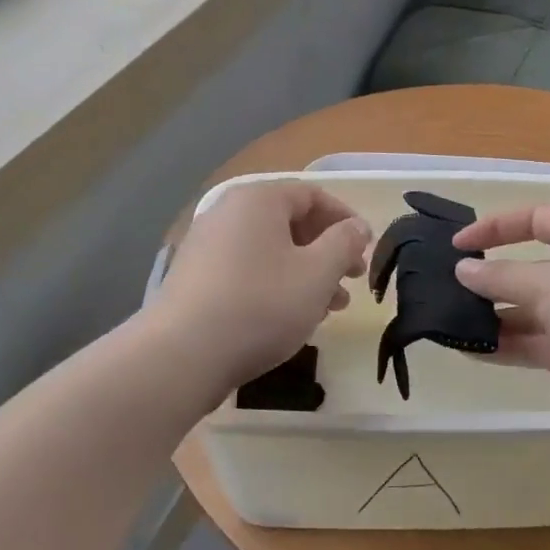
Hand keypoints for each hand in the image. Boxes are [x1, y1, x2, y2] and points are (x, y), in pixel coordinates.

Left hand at [152, 181, 371, 392]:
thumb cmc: (261, 304)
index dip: (345, 219)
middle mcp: (228, 213)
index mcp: (258, 200)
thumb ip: (344, 243)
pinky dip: (275, 285)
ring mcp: (206, 246)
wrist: (183, 354)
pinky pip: (247, 271)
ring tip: (330, 308)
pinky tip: (291, 317)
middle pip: (290, 223)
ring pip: (270, 251)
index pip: (312, 195)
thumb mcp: (318, 273)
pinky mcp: (195, 279)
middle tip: (351, 281)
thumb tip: (357, 226)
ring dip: (306, 273)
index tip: (366, 249)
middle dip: (327, 251)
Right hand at [452, 205, 549, 424]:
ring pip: (537, 309)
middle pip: (533, 267)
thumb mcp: (548, 282)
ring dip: (499, 317)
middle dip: (493, 280)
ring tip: (455, 326)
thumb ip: (501, 276)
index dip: (495, 228)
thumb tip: (463, 269)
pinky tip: (476, 352)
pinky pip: (545, 343)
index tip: (458, 245)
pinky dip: (514, 346)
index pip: (534, 218)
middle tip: (450, 292)